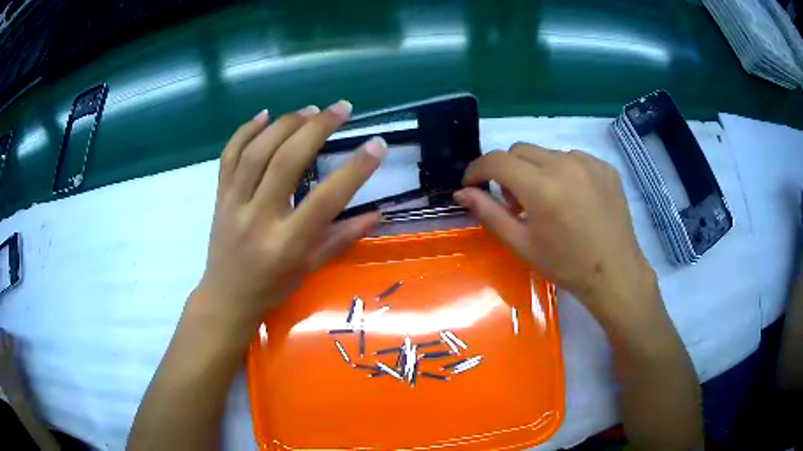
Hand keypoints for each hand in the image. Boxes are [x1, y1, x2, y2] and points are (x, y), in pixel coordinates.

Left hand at [192, 101, 386, 333]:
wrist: (225, 298)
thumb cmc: (271, 289)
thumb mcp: (310, 269)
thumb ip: (341, 238)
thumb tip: (376, 213)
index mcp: (286, 244)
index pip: (326, 200)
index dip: (355, 169)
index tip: (377, 145)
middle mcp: (259, 218)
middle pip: (287, 162)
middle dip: (317, 128)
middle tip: (341, 108)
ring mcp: (234, 204)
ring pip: (256, 152)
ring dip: (285, 124)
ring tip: (310, 109)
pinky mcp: (220, 197)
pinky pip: (228, 157)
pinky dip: (245, 131)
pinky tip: (264, 115)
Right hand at [454, 143, 656, 331]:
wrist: (614, 273)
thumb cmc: (566, 264)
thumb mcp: (522, 244)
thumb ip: (489, 213)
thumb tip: (462, 192)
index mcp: (541, 187)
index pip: (496, 160)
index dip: (477, 169)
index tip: (472, 185)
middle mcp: (565, 164)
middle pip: (519, 150)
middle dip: (506, 170)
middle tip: (514, 201)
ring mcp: (588, 163)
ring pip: (546, 153)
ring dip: (536, 170)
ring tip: (547, 201)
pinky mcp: (605, 167)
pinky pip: (573, 158)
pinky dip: (562, 171)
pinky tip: (571, 197)